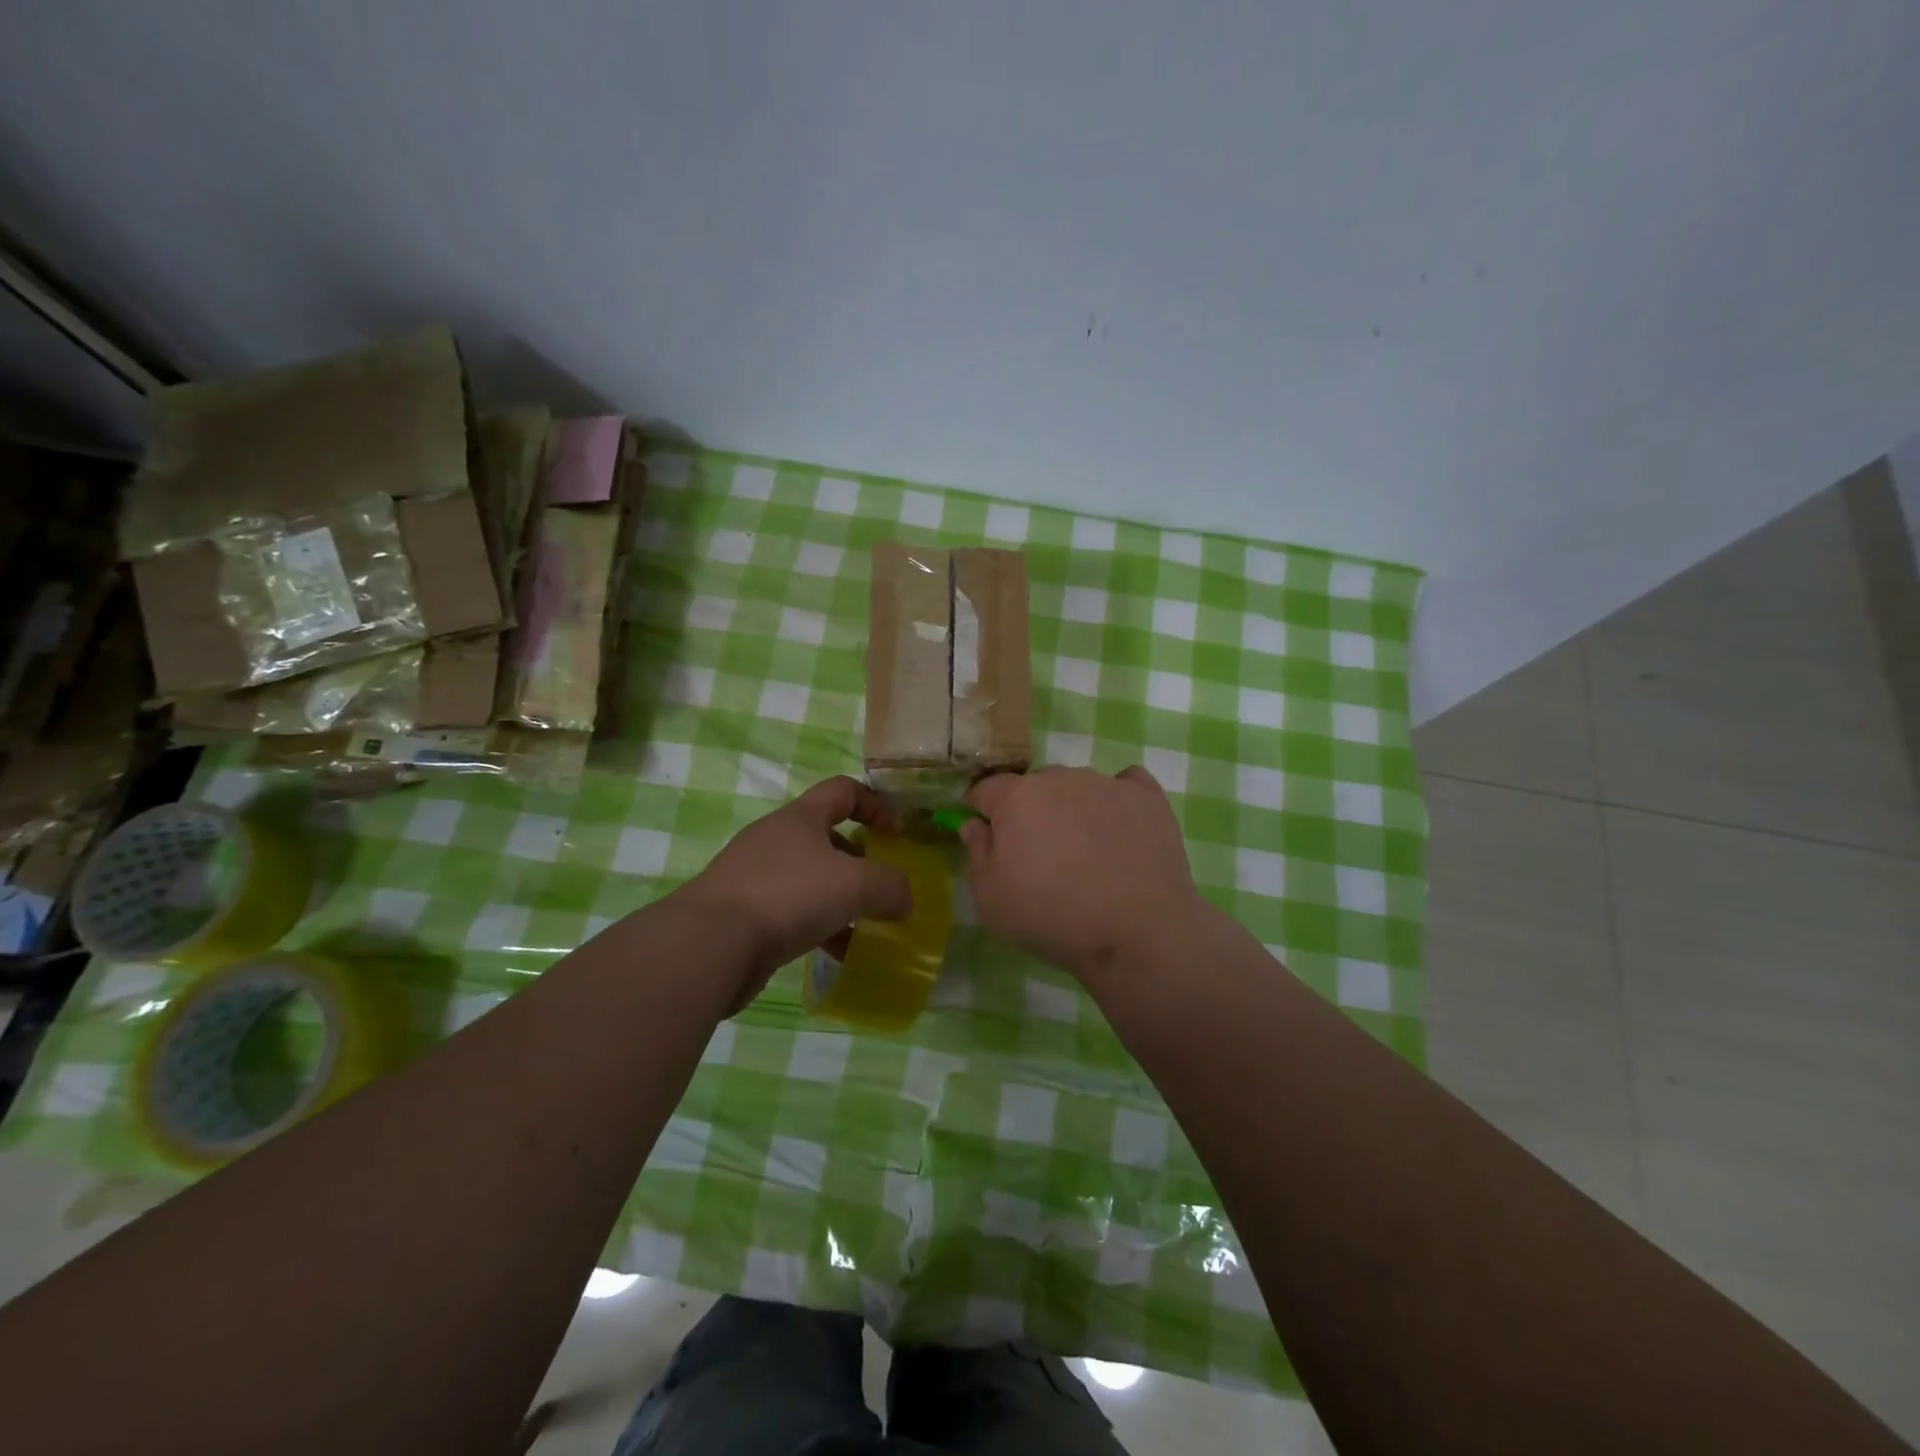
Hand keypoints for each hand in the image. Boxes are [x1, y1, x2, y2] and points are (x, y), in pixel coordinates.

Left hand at [681, 776, 912, 1011]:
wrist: (711, 943)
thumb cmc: (790, 895)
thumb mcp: (856, 884)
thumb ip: (891, 886)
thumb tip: (904, 899)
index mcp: (800, 817)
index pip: (843, 790)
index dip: (876, 804)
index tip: (898, 833)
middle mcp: (776, 839)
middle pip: (827, 837)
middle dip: (860, 861)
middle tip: (882, 887)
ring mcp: (755, 875)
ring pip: (811, 878)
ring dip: (841, 899)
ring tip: (866, 926)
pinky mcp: (743, 911)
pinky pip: (792, 911)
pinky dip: (819, 926)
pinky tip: (837, 952)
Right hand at [962, 766, 1209, 989]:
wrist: (1137, 933)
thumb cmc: (1052, 917)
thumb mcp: (990, 900)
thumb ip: (977, 853)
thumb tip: (976, 825)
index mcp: (1017, 797)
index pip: (986, 789)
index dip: (981, 811)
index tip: (988, 837)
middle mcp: (1061, 778)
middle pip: (1034, 786)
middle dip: (1029, 812)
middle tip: (1039, 855)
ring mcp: (1108, 785)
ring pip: (1077, 787)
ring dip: (1072, 809)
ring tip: (1086, 852)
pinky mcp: (1149, 799)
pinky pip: (1126, 785)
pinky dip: (1117, 802)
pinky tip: (1122, 830)